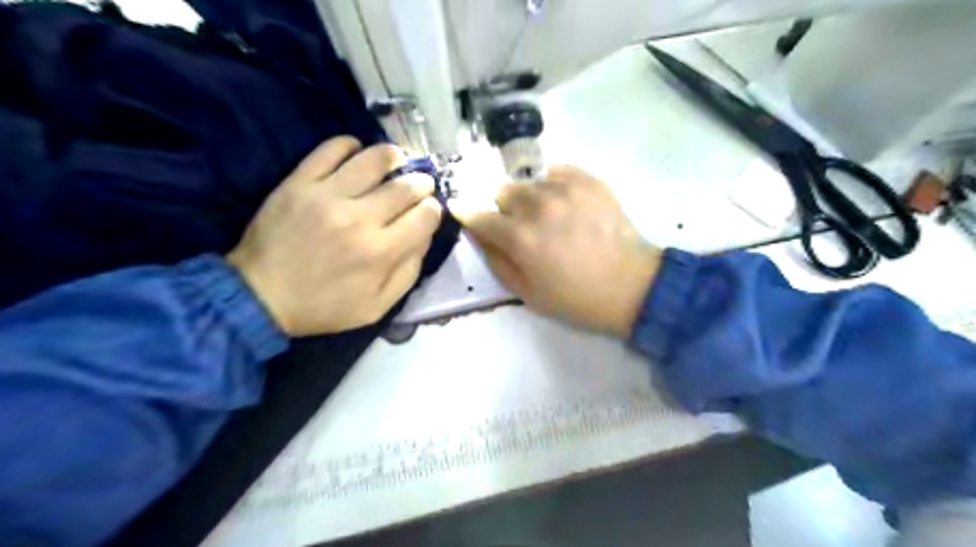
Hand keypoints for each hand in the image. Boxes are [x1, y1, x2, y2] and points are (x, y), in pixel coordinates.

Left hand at [227, 135, 440, 337]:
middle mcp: (359, 218)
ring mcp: (327, 196)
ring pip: (374, 159)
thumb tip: (425, 234)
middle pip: (406, 186)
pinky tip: (357, 155)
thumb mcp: (378, 306)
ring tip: (397, 161)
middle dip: (422, 183)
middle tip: (420, 186)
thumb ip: (409, 271)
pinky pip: (331, 149)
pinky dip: (350, 145)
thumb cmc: (325, 306)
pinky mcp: (299, 182)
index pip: (425, 215)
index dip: (434, 209)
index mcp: (381, 252)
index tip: (429, 210)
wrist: (261, 297)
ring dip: (394, 157)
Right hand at [458, 167, 663, 337]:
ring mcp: (565, 189)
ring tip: (549, 218)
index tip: (460, 210)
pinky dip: (554, 185)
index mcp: (519, 237)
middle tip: (523, 228)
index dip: (466, 213)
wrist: (632, 287)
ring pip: (529, 182)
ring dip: (530, 199)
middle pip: (503, 192)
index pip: (478, 215)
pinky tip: (566, 203)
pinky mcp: (589, 181)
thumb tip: (478, 234)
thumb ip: (496, 260)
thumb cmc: (576, 298)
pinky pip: (557, 171)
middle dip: (505, 210)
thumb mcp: (527, 293)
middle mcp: (538, 206)